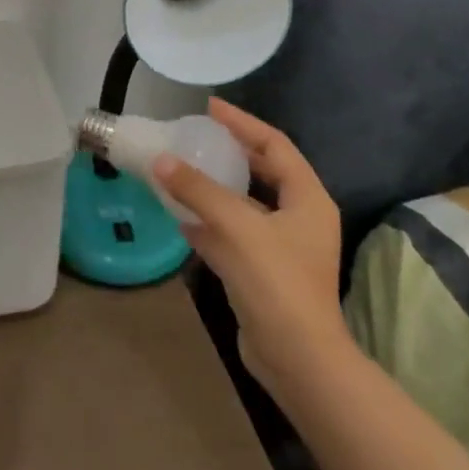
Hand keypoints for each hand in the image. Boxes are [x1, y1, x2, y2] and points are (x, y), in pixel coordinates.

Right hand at [151, 98, 348, 383]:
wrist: (298, 362)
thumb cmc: (277, 282)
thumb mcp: (236, 226)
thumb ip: (198, 189)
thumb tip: (161, 160)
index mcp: (307, 199)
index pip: (274, 144)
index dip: (242, 122)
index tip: (210, 107)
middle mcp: (299, 217)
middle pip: (262, 171)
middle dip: (229, 152)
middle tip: (196, 134)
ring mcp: (282, 247)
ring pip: (244, 203)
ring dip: (214, 186)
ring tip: (181, 168)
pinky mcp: (264, 272)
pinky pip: (233, 232)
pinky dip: (208, 220)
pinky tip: (179, 215)